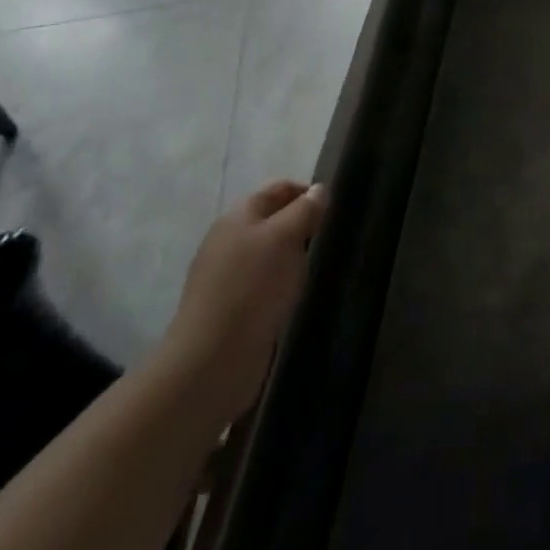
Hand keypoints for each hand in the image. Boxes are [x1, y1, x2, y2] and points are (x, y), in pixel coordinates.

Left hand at [158, 180, 328, 427]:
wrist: (212, 361)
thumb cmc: (252, 288)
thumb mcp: (285, 238)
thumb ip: (305, 210)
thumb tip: (319, 190)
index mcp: (238, 216)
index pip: (279, 188)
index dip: (308, 192)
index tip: (336, 209)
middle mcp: (229, 240)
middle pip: (274, 219)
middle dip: (303, 225)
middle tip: (332, 238)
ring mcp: (227, 276)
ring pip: (270, 252)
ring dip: (294, 256)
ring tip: (319, 266)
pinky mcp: (231, 307)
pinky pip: (265, 282)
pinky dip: (283, 283)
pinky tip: (297, 294)